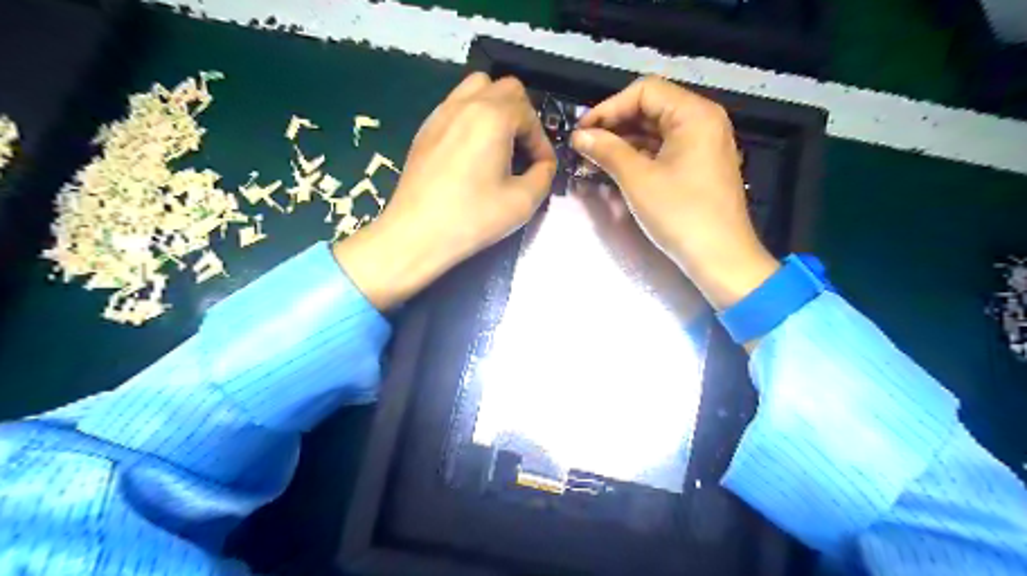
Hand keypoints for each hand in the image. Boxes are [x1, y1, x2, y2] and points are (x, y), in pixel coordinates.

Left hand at [335, 74, 553, 310]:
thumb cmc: (471, 218)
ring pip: (477, 88)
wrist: (416, 234)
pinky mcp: (425, 129)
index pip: (529, 114)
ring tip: (500, 143)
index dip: (542, 141)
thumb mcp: (522, 202)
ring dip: (497, 108)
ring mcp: (441, 113)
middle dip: (523, 116)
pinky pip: (456, 105)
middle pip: (505, 88)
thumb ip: (544, 176)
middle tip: (524, 149)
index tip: (542, 168)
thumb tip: (544, 165)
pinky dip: (473, 117)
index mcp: (492, 117)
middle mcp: (466, 104)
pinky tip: (473, 151)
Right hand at [570, 78, 778, 309]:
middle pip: (651, 108)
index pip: (644, 92)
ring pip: (656, 131)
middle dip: (615, 125)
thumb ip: (607, 150)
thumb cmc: (680, 214)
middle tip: (584, 145)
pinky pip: (664, 150)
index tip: (582, 130)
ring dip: (624, 142)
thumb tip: (579, 136)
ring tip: (594, 158)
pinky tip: (616, 168)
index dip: (608, 108)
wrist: (720, 258)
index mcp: (694, 114)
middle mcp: (702, 121)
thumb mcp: (638, 180)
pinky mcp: (699, 166)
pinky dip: (640, 156)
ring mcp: (703, 145)